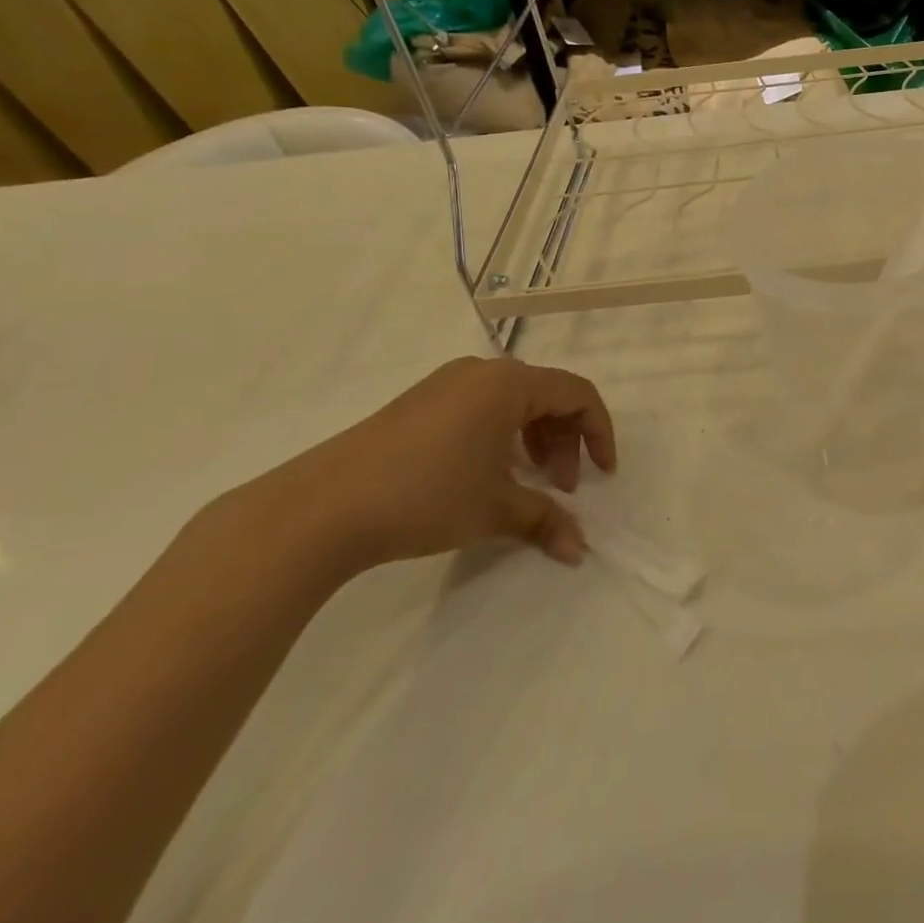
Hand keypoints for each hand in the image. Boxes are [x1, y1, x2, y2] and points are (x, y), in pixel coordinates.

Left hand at [264, 356, 616, 574]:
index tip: (603, 475)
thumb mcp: (494, 509)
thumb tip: (580, 550)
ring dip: (534, 440)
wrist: (320, 507)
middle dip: (564, 441)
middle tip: (561, 487)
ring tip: (528, 483)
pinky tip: (488, 474)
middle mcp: (482, 372)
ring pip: (514, 402)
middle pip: (547, 395)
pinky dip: (502, 436)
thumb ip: (545, 520)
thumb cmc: (425, 495)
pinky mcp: (420, 403)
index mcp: (509, 383)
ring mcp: (446, 384)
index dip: (599, 432)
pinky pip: (482, 407)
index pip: (577, 394)